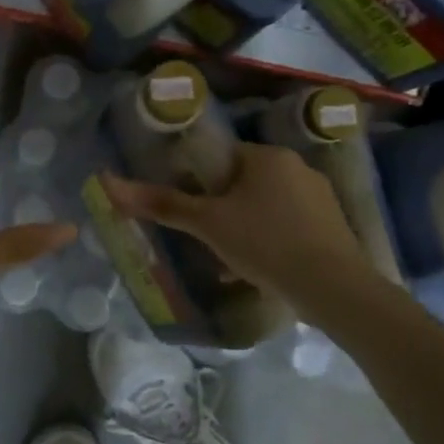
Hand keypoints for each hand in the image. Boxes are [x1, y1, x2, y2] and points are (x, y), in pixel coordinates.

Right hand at [99, 142, 372, 304]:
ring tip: (232, 261)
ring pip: (269, 206)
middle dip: (225, 210)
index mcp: (267, 156)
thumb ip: (161, 204)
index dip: (202, 184)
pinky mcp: (335, 226)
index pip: (223, 159)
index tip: (193, 212)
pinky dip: (274, 241)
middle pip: (246, 183)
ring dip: (248, 227)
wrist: (332, 287)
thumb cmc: (264, 243)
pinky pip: (292, 225)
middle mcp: (297, 167)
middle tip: (208, 240)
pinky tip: (264, 270)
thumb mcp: (207, 224)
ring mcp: (321, 196)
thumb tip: (108, 181)